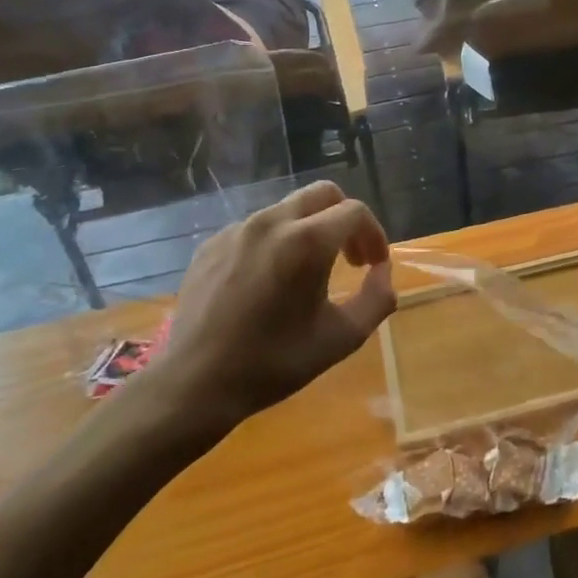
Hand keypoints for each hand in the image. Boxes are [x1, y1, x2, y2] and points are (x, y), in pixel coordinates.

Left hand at [132, 182, 393, 448]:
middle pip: (322, 194)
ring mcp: (236, 230)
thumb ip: (377, 299)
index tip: (374, 265)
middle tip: (349, 258)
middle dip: (345, 219)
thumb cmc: (275, 362)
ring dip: (310, 230)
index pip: (354, 211)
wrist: (195, 384)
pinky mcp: (210, 244)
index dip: (374, 234)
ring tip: (309, 272)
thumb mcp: (342, 338)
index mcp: (307, 241)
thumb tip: (382, 272)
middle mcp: (271, 222)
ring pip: (288, 209)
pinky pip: (255, 228)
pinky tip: (270, 282)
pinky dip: (276, 242)